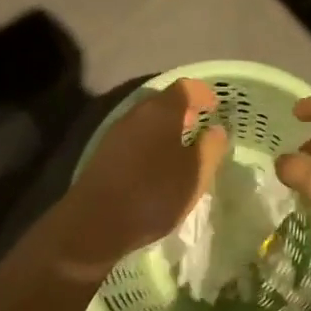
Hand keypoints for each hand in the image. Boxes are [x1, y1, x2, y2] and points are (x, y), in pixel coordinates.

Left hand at [57, 78, 228, 274]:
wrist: (94, 224)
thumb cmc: (153, 193)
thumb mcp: (195, 174)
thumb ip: (211, 147)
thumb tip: (216, 130)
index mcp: (162, 110)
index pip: (187, 87)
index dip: (203, 93)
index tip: (216, 107)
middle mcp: (137, 113)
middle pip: (165, 101)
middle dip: (185, 110)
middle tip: (201, 126)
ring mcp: (117, 132)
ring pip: (148, 120)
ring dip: (167, 128)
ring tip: (182, 148)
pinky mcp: (105, 153)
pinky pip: (136, 137)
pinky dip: (151, 142)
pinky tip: (157, 165)